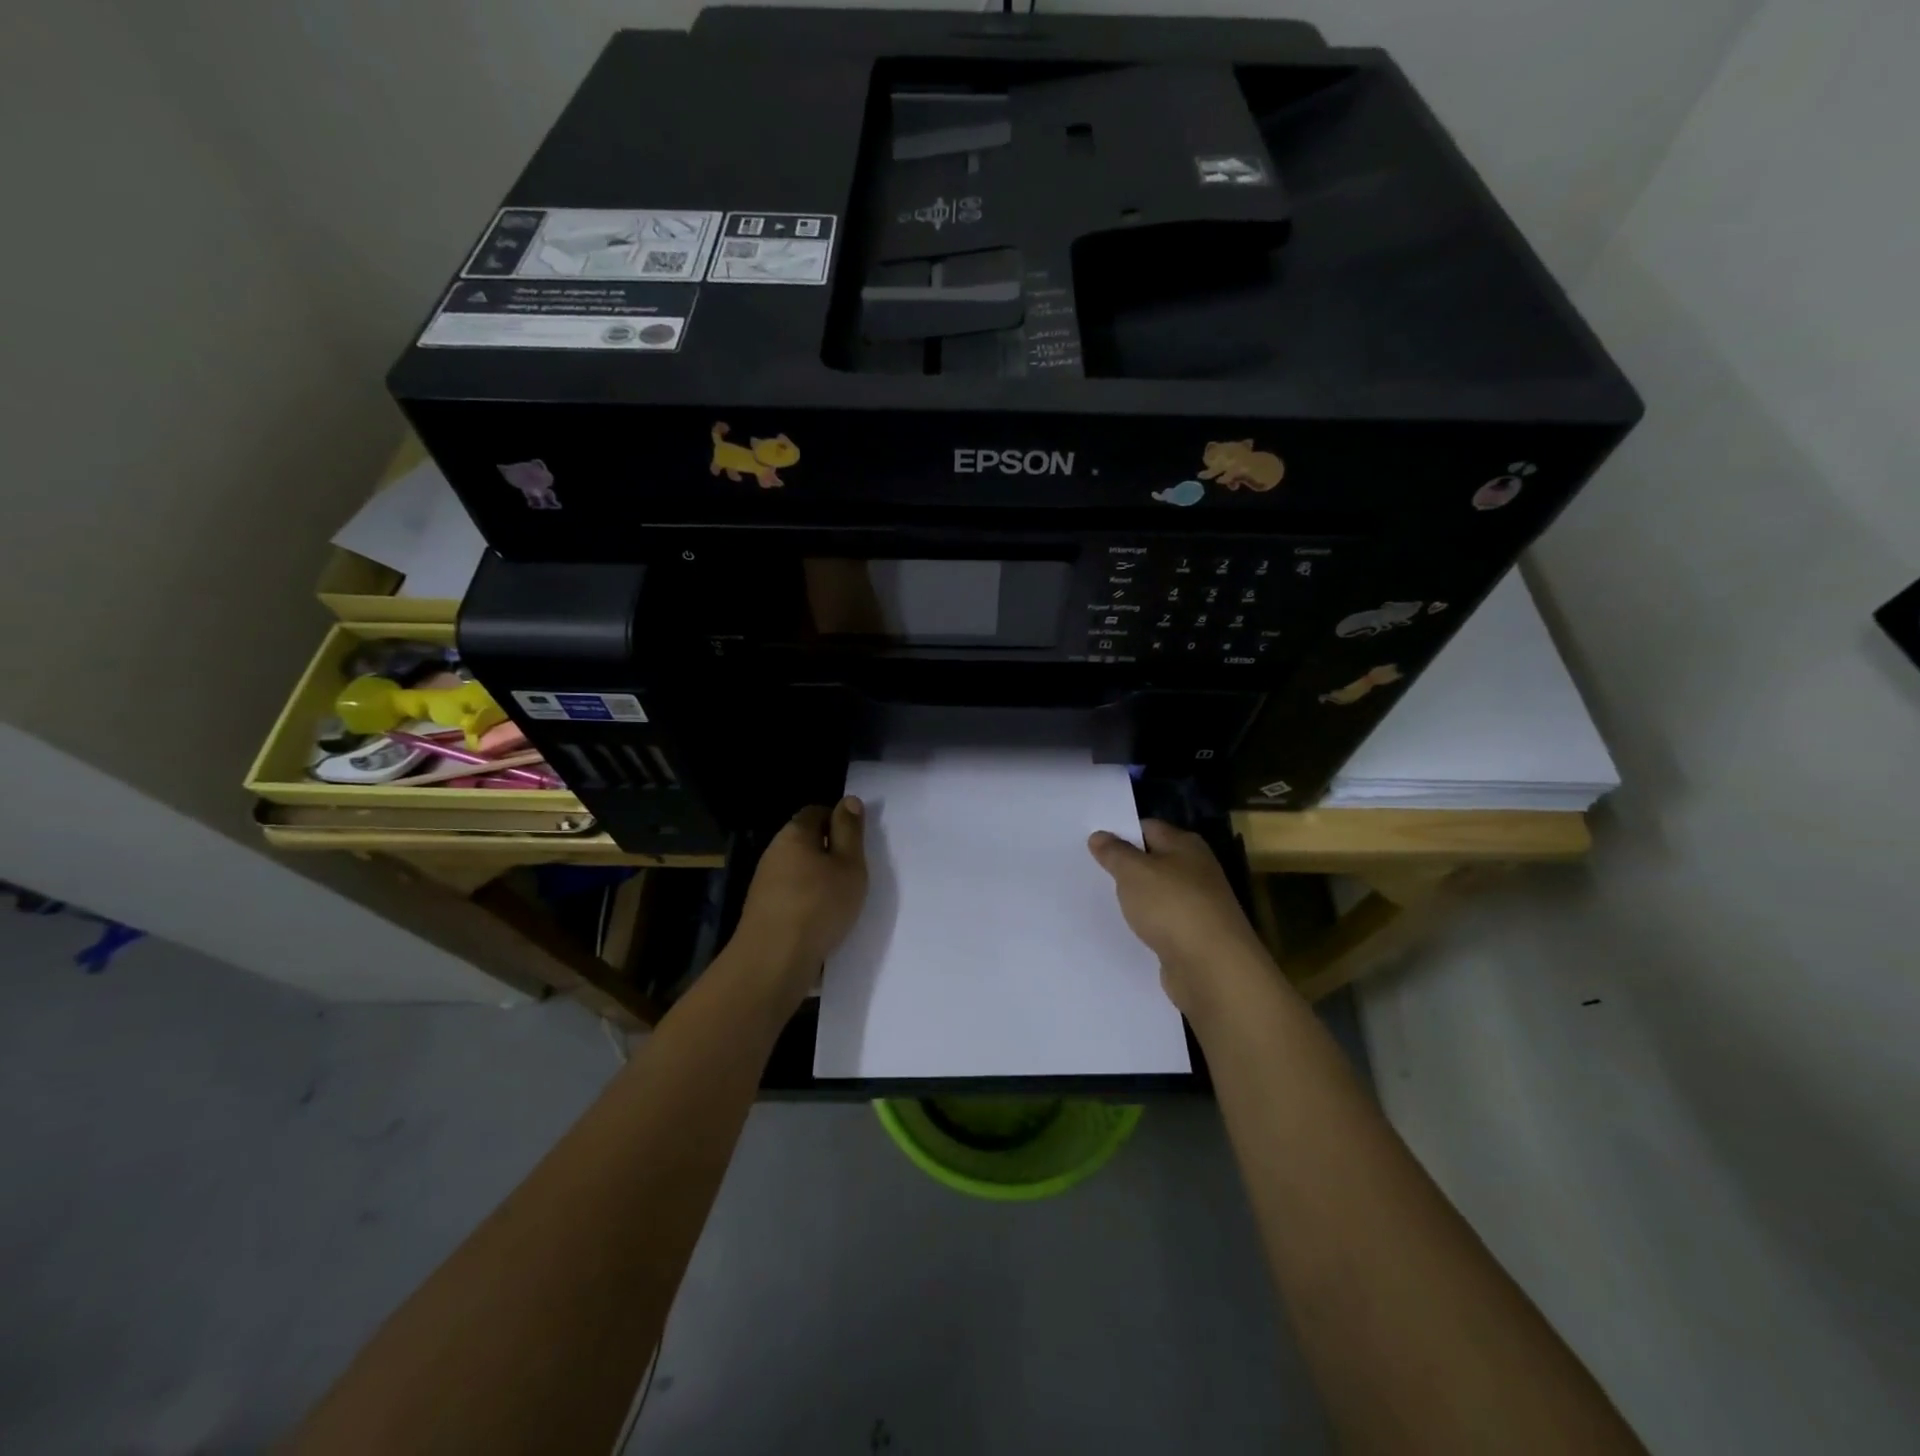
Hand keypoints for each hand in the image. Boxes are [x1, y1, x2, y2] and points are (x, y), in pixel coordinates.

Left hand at [733, 798, 868, 1009]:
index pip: (816, 812)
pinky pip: (791, 895)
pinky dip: (807, 902)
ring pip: (798, 870)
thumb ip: (850, 831)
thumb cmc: (819, 905)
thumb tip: (848, 800)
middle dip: (829, 852)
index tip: (857, 843)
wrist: (773, 961)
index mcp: (794, 834)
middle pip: (805, 841)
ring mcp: (764, 883)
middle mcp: (774, 852)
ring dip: (818, 880)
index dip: (838, 821)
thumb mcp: (849, 864)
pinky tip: (821, 921)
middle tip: (854, 872)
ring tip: (841, 900)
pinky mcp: (763, 910)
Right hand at [1088, 819, 1285, 1025]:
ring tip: (1101, 900)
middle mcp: (1196, 870)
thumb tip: (1099, 835)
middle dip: (1125, 866)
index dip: (1120, 833)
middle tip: (1089, 871)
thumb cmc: (1172, 906)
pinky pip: (1163, 921)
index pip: (1148, 828)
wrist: (1213, 968)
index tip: (1092, 844)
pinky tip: (1127, 929)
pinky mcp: (1194, 936)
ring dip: (1136, 898)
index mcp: (1186, 845)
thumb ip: (1114, 853)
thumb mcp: (1134, 872)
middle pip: (1154, 860)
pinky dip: (1147, 924)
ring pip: (1158, 893)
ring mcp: (1198, 904)